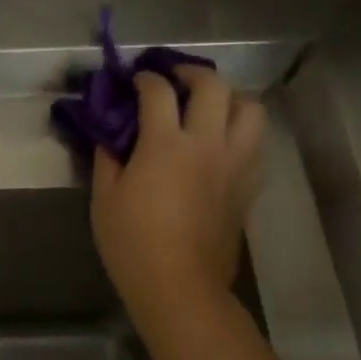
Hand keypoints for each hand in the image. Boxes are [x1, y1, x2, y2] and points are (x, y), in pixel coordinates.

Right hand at [91, 65, 265, 334]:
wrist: (179, 286)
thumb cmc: (132, 243)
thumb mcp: (104, 198)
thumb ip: (108, 157)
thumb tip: (111, 133)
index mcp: (166, 145)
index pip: (159, 92)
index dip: (145, 79)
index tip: (134, 80)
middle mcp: (207, 145)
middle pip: (213, 87)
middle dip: (191, 73)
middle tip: (174, 78)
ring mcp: (235, 164)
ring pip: (250, 109)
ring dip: (229, 97)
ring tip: (208, 104)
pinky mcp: (248, 185)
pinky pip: (256, 142)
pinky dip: (241, 129)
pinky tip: (221, 140)